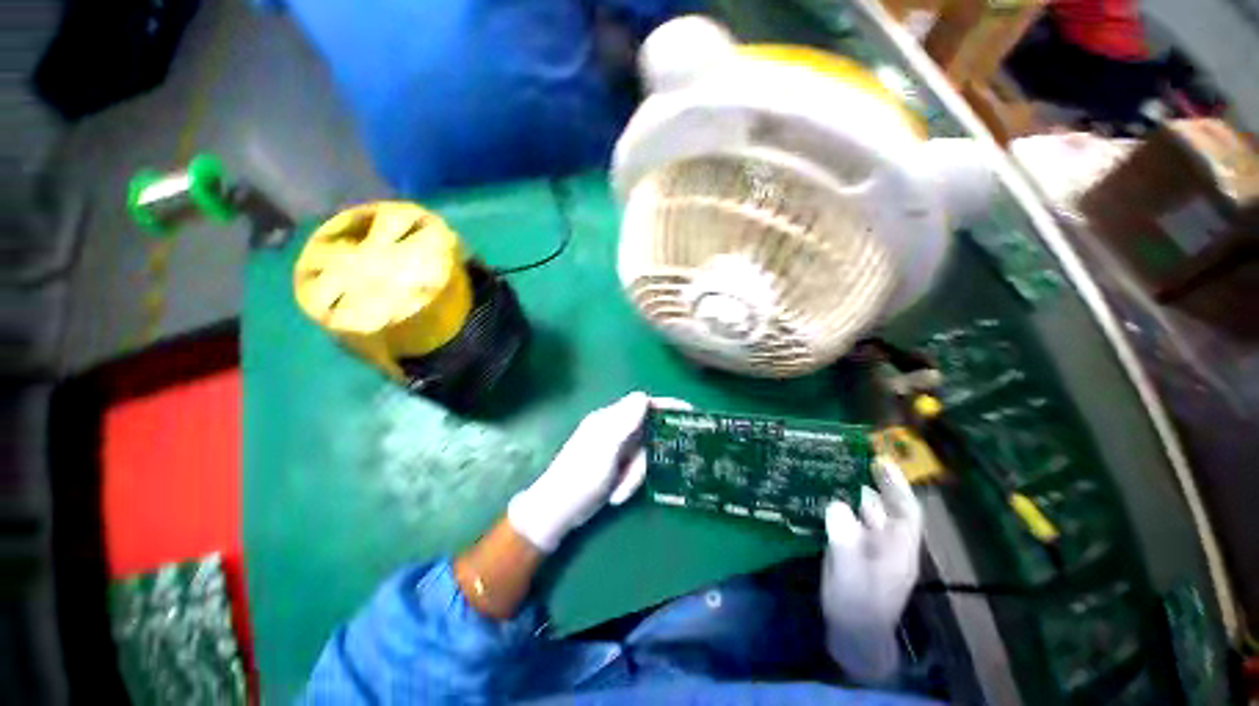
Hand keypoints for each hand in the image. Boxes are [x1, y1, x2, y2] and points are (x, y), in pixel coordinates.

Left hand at [507, 392, 687, 551]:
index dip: (666, 406)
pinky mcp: (617, 464)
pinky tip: (616, 494)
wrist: (558, 511)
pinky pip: (636, 469)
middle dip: (645, 459)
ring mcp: (616, 448)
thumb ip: (624, 422)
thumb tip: (644, 396)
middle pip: (647, 434)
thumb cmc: (580, 477)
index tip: (691, 412)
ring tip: (618, 491)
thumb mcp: (604, 448)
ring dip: (634, 476)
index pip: (644, 404)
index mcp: (610, 418)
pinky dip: (630, 482)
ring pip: (643, 456)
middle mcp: (615, 429)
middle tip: (635, 476)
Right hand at [820, 456, 923, 683]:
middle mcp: (887, 544)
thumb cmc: (857, 608)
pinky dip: (839, 506)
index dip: (897, 485)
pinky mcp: (852, 550)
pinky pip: (848, 520)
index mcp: (898, 550)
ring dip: (852, 491)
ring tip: (832, 469)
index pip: (906, 511)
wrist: (851, 636)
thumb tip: (836, 504)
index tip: (881, 460)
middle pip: (884, 507)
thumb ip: (845, 542)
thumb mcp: (850, 577)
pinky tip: (823, 496)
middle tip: (849, 456)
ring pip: (864, 511)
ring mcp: (869, 547)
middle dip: (872, 482)